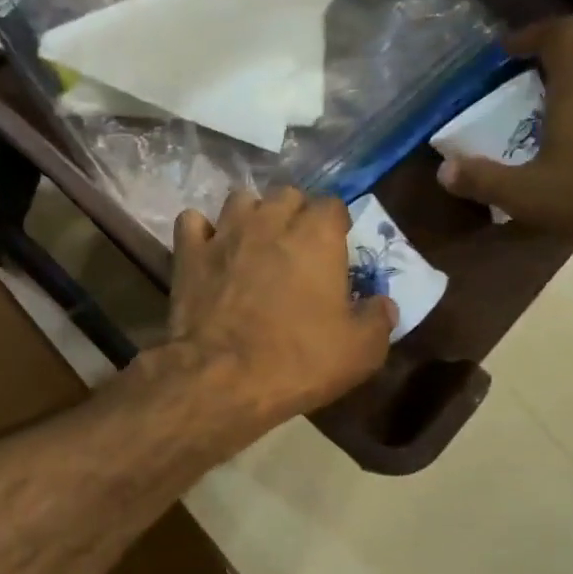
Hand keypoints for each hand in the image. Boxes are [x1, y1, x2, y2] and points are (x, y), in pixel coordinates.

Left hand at [165, 188, 395, 429]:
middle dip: (293, 214)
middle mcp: (270, 221)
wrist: (223, 378)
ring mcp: (224, 233)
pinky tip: (208, 250)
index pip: (332, 205)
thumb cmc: (298, 361)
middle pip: (286, 195)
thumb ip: (377, 319)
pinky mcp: (188, 253)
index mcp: (316, 235)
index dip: (335, 226)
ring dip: (250, 216)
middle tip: (295, 249)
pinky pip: (192, 222)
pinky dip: (201, 231)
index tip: (335, 250)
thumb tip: (383, 304)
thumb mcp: (361, 351)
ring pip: (239, 200)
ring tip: (252, 245)